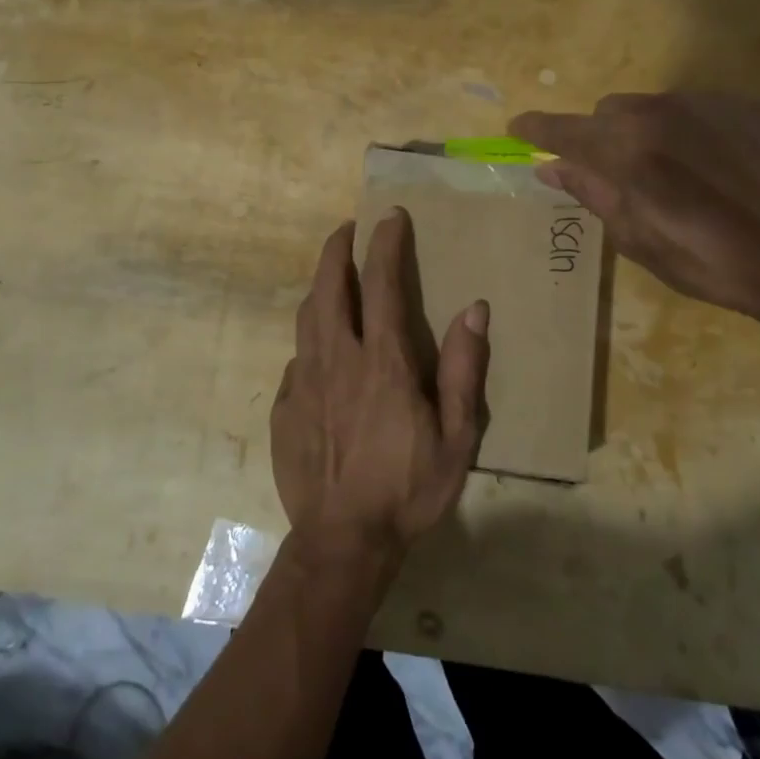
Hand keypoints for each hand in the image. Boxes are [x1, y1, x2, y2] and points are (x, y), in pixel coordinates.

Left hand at [270, 211, 489, 572]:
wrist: (342, 542)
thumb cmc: (408, 489)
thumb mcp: (456, 438)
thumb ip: (464, 371)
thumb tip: (475, 310)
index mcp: (382, 362)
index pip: (381, 283)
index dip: (385, 243)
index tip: (389, 216)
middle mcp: (337, 358)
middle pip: (328, 286)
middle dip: (336, 249)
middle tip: (348, 228)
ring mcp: (303, 381)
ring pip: (306, 316)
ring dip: (319, 286)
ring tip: (332, 275)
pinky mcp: (284, 406)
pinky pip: (297, 358)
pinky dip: (311, 339)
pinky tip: (321, 351)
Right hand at [511, 92, 759, 348]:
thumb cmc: (711, 261)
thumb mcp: (637, 240)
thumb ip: (591, 193)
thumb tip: (550, 168)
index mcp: (625, 151)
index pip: (563, 130)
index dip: (536, 129)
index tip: (517, 129)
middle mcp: (659, 112)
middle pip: (608, 111)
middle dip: (601, 137)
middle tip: (618, 174)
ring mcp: (707, 103)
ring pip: (653, 106)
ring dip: (646, 132)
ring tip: (676, 174)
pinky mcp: (746, 105)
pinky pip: (697, 108)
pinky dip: (689, 130)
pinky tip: (717, 167)